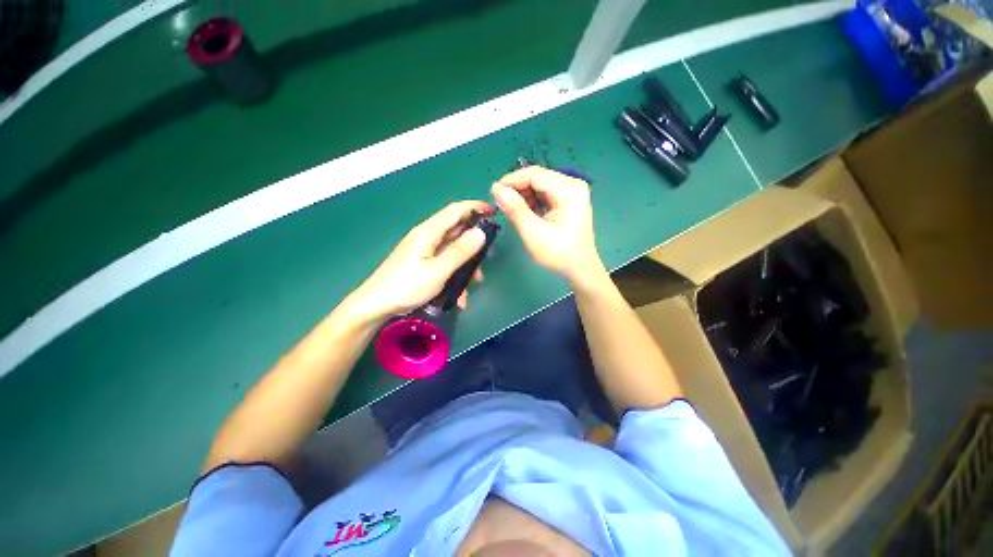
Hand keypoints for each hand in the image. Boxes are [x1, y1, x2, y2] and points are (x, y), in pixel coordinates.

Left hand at [347, 201, 492, 322]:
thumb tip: (481, 232)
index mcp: (429, 232)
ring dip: (466, 264)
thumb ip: (460, 251)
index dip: (476, 207)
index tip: (495, 212)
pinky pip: (445, 262)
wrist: (376, 305)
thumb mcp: (438, 271)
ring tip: (473, 283)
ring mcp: (424, 250)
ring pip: (453, 249)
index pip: (456, 210)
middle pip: (457, 231)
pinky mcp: (423, 262)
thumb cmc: (407, 286)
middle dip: (474, 244)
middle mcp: (427, 236)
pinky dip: (455, 274)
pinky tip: (459, 295)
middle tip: (486, 259)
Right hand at [491, 166, 603, 282]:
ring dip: (524, 195)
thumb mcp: (532, 231)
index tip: (493, 192)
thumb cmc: (557, 252)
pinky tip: (524, 212)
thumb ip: (514, 208)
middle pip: (538, 177)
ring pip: (541, 185)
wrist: (579, 269)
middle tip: (500, 202)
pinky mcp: (570, 201)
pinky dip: (533, 200)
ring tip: (510, 209)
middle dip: (517, 188)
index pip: (535, 175)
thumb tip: (496, 188)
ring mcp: (573, 192)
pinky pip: (546, 193)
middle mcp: (573, 185)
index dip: (511, 180)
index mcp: (568, 189)